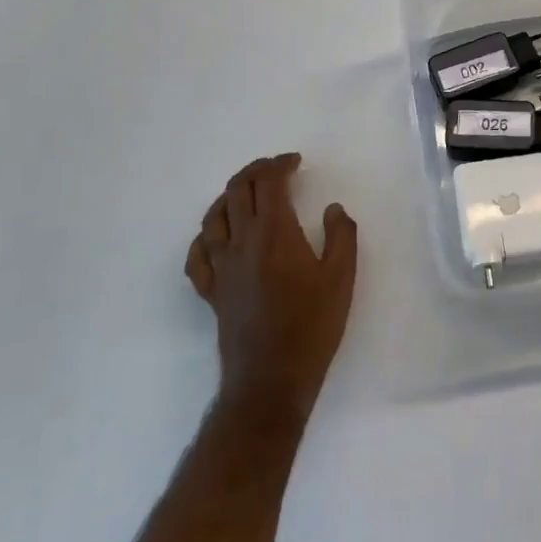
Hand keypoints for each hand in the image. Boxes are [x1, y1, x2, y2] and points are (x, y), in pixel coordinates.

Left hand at [185, 153, 357, 421]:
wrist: (271, 379)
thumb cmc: (312, 326)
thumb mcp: (342, 278)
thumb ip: (342, 235)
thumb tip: (332, 209)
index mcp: (275, 233)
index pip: (268, 183)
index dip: (280, 164)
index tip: (296, 163)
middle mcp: (242, 242)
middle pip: (237, 190)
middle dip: (256, 171)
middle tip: (277, 171)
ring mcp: (221, 267)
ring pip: (214, 216)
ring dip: (230, 196)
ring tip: (248, 194)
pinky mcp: (212, 291)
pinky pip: (198, 255)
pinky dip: (206, 237)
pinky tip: (218, 237)